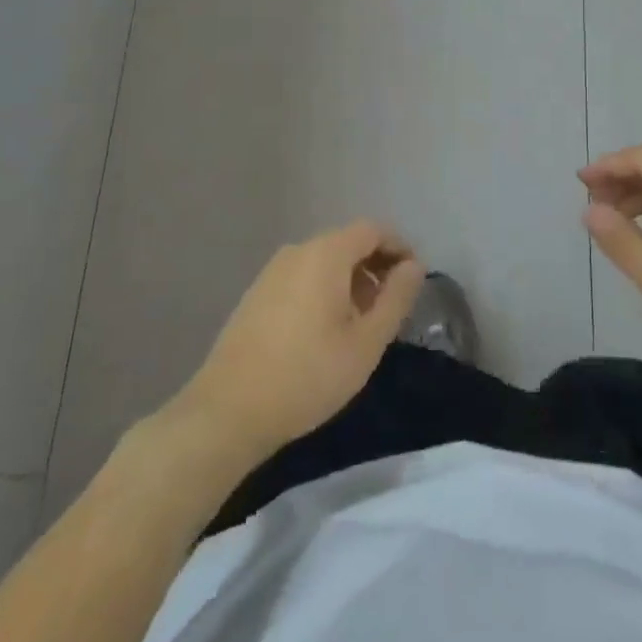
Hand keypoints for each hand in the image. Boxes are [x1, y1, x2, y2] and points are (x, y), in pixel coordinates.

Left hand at [178, 222, 424, 457]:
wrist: (226, 412)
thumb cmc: (307, 376)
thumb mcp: (366, 343)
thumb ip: (396, 298)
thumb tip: (414, 266)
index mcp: (326, 254)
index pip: (374, 230)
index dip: (400, 248)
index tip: (414, 280)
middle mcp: (298, 251)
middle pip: (348, 242)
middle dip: (376, 266)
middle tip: (391, 306)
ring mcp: (272, 271)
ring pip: (325, 261)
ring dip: (351, 281)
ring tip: (361, 323)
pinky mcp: (256, 294)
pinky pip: (303, 277)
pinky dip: (325, 290)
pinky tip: (325, 331)